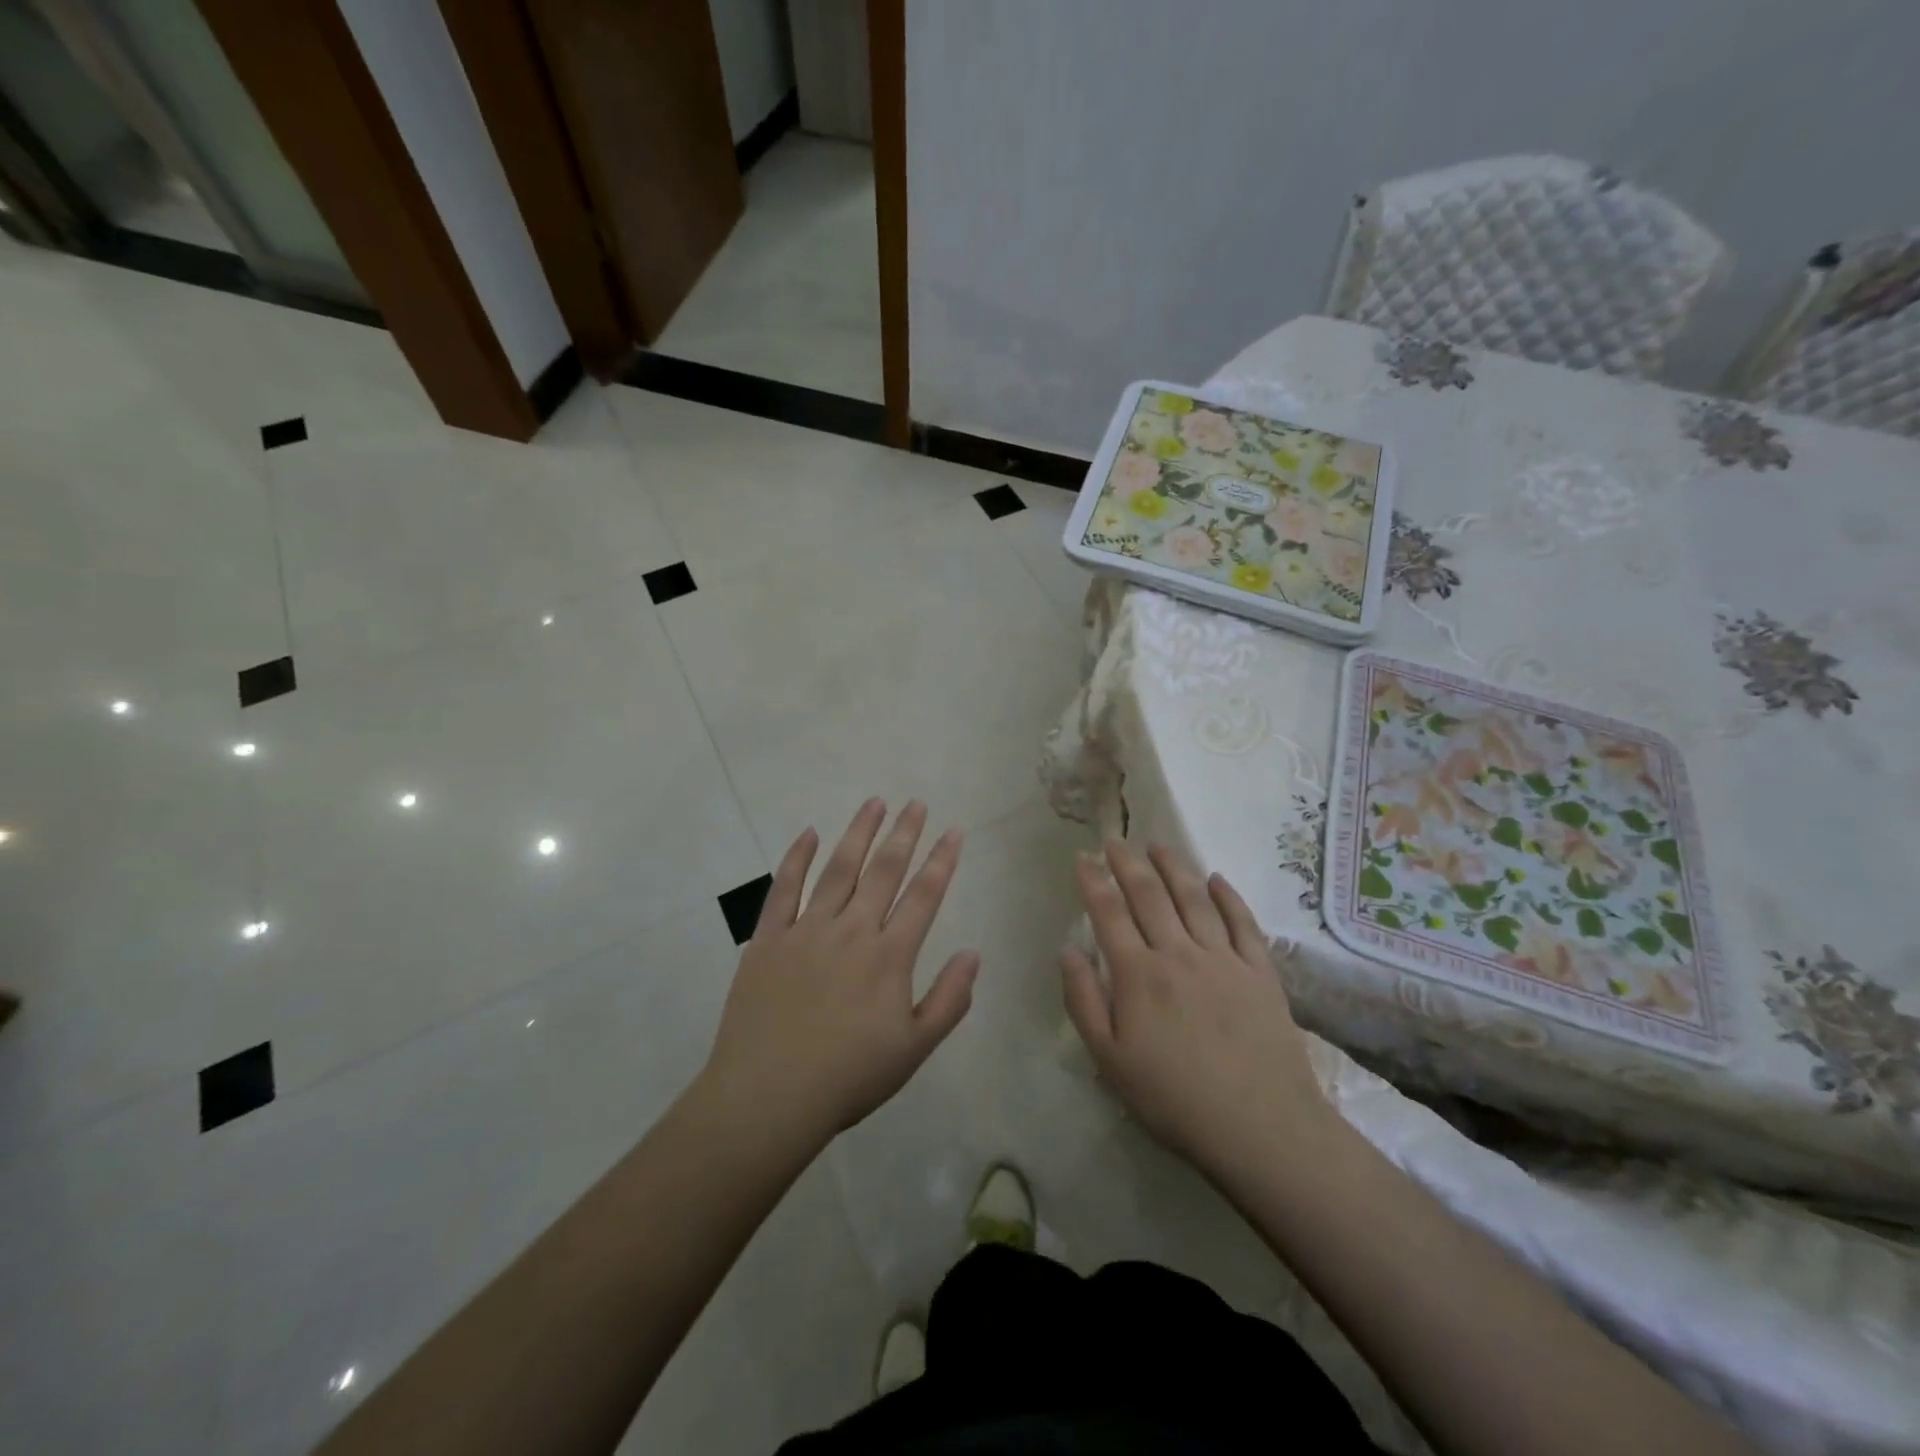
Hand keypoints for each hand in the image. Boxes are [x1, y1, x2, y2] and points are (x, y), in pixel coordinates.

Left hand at [699, 799, 978, 1148]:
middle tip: (916, 803)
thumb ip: (949, 999)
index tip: (954, 830)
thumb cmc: (848, 1078)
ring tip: (874, 802)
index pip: (923, 896)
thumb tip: (973, 952)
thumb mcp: (914, 1049)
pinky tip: (808, 833)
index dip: (942, 860)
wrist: (768, 1098)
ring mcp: (806, 930)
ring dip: (859, 833)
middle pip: (883, 871)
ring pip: (838, 869)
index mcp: (889, 956)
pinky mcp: (768, 938)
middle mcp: (851, 930)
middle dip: (904, 834)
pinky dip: (796, 858)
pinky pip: (783, 888)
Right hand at [1061, 840, 1334, 1178]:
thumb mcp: (1110, 1060)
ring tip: (1159, 845)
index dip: (1093, 881)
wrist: (1261, 1128)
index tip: (1083, 856)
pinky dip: (1228, 897)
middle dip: (1128, 863)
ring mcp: (1223, 959)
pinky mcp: (1260, 972)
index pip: (1109, 913)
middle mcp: (1178, 953)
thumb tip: (1068, 950)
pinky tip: (1217, 879)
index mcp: (1138, 975)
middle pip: (1149, 895)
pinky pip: (1242, 922)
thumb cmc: (1174, 1099)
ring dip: (1174, 867)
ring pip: (1194, 898)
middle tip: (1115, 838)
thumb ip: (1083, 1001)